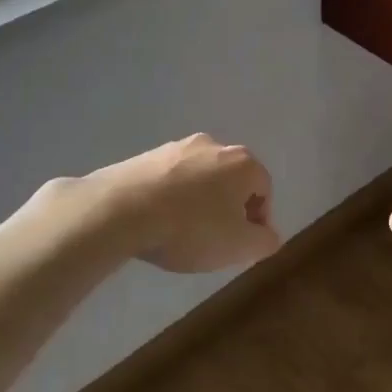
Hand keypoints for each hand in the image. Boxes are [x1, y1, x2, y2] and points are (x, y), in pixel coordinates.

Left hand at [89, 135, 280, 272]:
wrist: (122, 208)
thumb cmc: (191, 228)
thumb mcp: (238, 246)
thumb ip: (264, 241)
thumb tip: (269, 235)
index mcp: (243, 162)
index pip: (264, 190)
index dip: (258, 221)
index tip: (242, 246)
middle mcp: (214, 145)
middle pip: (231, 180)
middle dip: (228, 209)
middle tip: (215, 239)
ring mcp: (177, 147)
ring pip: (200, 178)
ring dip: (199, 202)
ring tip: (183, 232)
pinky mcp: (147, 155)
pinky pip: (171, 179)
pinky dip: (172, 197)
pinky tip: (158, 220)